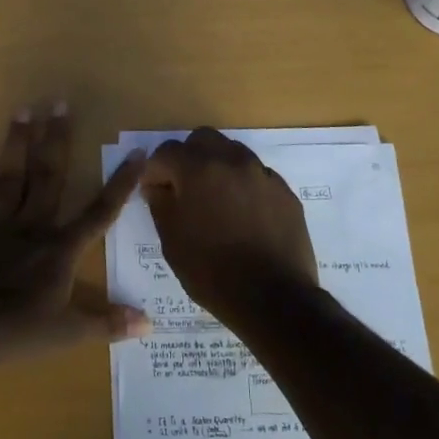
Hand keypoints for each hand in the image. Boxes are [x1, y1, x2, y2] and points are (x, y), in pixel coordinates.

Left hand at [0, 103, 151, 363]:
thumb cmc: (17, 331)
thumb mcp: (68, 333)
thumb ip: (107, 323)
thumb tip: (149, 324)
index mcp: (60, 248)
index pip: (99, 212)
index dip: (120, 184)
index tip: (136, 153)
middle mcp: (30, 226)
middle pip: (47, 176)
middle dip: (56, 140)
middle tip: (58, 101)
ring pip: (10, 177)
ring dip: (17, 142)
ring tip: (22, 109)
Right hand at [142, 128, 319, 325]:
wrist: (274, 299)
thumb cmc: (212, 272)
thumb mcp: (172, 241)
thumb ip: (160, 204)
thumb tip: (157, 186)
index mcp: (198, 169)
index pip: (166, 152)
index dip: (155, 171)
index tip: (154, 192)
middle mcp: (232, 160)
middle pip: (202, 140)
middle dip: (188, 158)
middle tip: (184, 188)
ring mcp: (262, 173)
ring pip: (232, 152)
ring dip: (217, 167)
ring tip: (215, 201)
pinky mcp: (284, 191)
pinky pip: (256, 175)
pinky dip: (243, 185)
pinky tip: (243, 215)